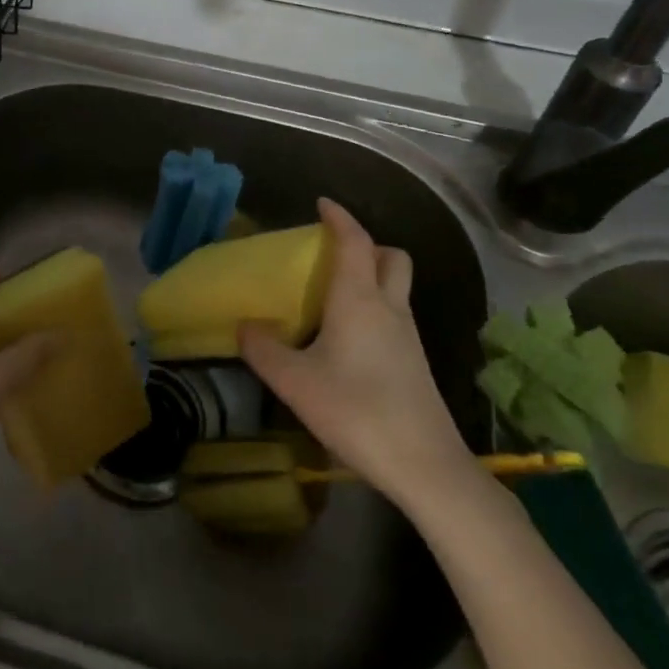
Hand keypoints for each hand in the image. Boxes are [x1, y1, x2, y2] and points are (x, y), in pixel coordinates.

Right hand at [239, 198, 475, 507]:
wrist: (425, 464)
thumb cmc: (356, 411)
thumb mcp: (295, 382)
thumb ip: (264, 350)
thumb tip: (244, 326)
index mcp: (359, 299)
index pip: (354, 241)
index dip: (340, 217)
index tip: (322, 204)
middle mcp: (389, 307)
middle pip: (391, 257)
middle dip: (367, 245)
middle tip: (334, 255)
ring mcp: (409, 335)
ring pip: (397, 287)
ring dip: (373, 276)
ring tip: (334, 296)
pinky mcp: (416, 362)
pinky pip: (396, 315)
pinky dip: (376, 307)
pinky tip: (349, 338)